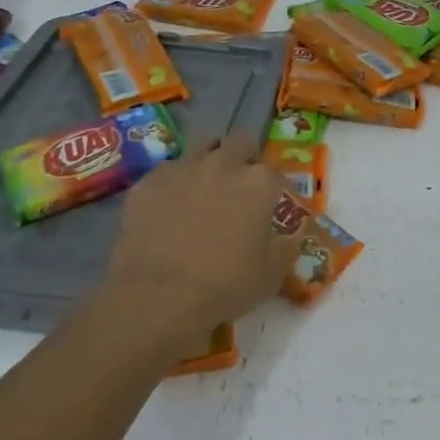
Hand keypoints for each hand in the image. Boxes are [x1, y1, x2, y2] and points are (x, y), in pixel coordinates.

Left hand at [105, 133, 296, 349]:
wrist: (158, 297)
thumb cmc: (225, 285)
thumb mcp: (273, 273)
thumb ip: (287, 245)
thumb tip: (292, 235)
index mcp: (258, 183)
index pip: (276, 173)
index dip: (276, 190)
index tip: (273, 207)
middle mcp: (222, 164)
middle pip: (240, 142)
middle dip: (245, 157)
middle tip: (241, 185)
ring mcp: (182, 169)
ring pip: (202, 146)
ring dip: (210, 160)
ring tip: (206, 186)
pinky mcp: (147, 183)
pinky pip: (167, 172)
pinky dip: (175, 184)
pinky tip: (170, 208)